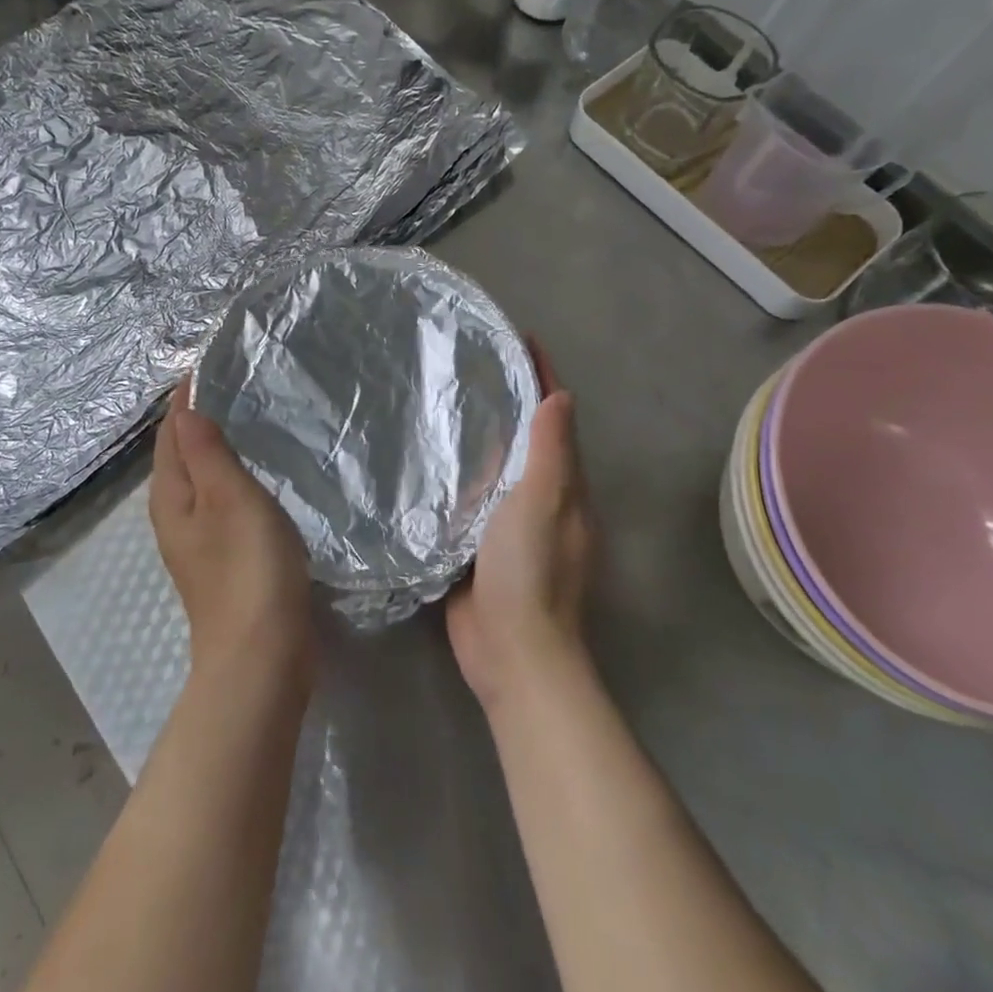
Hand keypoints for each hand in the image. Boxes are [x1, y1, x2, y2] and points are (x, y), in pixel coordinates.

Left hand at [150, 379, 315, 686]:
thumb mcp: (229, 497)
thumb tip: (185, 411)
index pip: (171, 433)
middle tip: (227, 385)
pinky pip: (218, 502)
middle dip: (195, 420)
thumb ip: (207, 453)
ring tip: (241, 419)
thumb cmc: (247, 567)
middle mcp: (174, 515)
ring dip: (212, 449)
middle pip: (179, 455)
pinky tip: (252, 476)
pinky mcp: (220, 560)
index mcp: (171, 495)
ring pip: (198, 479)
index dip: (185, 400)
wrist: (261, 654)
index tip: (206, 367)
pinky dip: (228, 478)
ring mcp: (196, 541)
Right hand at [446, 344, 595, 713]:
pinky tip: (428, 460)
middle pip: (527, 437)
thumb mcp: (544, 504)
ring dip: (480, 435)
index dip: (542, 377)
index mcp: (564, 486)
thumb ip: (551, 453)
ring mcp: (509, 525)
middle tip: (468, 362)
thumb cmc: (531, 572)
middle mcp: (542, 499)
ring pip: (496, 467)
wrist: (512, 652)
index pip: (555, 418)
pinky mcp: (479, 546)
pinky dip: (457, 474)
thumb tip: (561, 395)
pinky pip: (469, 498)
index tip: (520, 340)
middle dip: (508, 399)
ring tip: (442, 399)